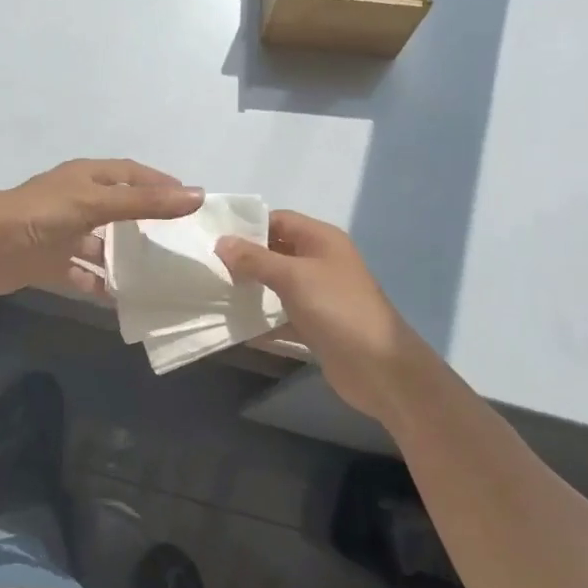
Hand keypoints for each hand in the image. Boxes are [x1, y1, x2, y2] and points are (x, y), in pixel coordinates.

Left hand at [0, 159, 202, 298]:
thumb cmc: (39, 215)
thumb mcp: (95, 203)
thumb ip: (145, 203)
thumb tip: (196, 195)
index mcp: (85, 178)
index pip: (130, 174)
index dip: (158, 183)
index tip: (189, 200)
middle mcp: (76, 201)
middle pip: (118, 209)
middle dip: (146, 224)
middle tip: (179, 242)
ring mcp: (62, 233)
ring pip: (102, 245)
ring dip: (123, 259)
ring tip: (158, 276)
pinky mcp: (48, 262)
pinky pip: (82, 273)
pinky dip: (100, 285)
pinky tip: (121, 299)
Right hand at [216, 211, 436, 422]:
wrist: (380, 368)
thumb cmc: (338, 309)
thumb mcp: (294, 277)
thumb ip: (255, 259)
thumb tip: (221, 242)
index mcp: (321, 239)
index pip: (278, 219)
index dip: (247, 225)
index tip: (212, 237)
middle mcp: (320, 261)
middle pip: (275, 251)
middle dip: (244, 258)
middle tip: (207, 266)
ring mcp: (318, 295)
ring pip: (276, 285)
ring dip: (250, 289)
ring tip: (213, 292)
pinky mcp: (315, 325)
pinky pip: (281, 315)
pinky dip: (261, 320)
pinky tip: (233, 325)